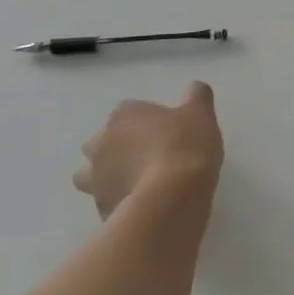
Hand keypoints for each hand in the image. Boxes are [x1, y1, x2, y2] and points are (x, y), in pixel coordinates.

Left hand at [72, 82, 223, 219]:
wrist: (170, 197)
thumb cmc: (185, 146)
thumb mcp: (201, 114)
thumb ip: (196, 97)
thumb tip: (195, 87)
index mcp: (123, 116)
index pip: (128, 110)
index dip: (146, 118)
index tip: (166, 128)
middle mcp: (101, 143)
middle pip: (102, 141)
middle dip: (118, 147)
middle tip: (149, 154)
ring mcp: (95, 178)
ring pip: (92, 174)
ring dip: (108, 175)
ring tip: (137, 182)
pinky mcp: (100, 207)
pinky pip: (107, 199)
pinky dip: (119, 199)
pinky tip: (143, 203)